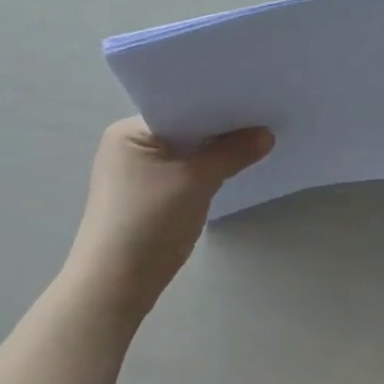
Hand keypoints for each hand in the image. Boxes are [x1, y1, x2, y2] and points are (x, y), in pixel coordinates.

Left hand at [65, 117, 273, 325]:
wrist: (116, 286)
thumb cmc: (148, 221)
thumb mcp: (196, 181)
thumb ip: (233, 153)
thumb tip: (267, 134)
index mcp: (129, 131)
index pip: (180, 105)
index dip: (217, 102)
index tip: (254, 97)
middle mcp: (129, 145)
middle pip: (185, 127)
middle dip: (220, 127)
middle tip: (263, 116)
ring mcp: (136, 173)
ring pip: (185, 151)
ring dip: (214, 151)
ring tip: (256, 139)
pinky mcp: (147, 196)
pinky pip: (183, 171)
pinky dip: (204, 170)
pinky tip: (233, 168)